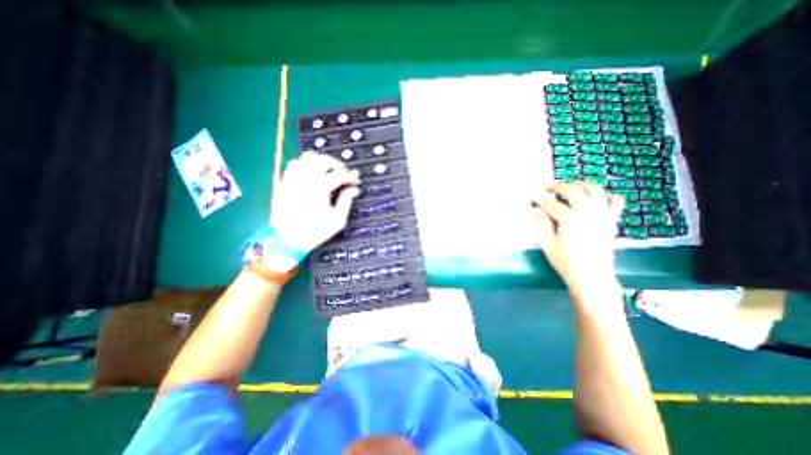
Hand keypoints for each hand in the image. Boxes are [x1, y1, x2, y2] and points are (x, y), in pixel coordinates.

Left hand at [270, 152, 358, 251]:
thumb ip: (346, 201)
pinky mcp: (286, 182)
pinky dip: (305, 165)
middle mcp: (306, 178)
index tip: (355, 183)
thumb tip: (353, 189)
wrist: (287, 240)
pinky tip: (312, 175)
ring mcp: (294, 178)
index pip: (339, 175)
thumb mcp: (337, 220)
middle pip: (323, 160)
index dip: (350, 178)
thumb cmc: (315, 231)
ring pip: (307, 157)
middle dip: (336, 165)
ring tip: (328, 172)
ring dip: (321, 162)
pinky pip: (294, 164)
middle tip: (343, 174)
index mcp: (321, 188)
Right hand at [537, 181, 622, 297]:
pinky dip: (605, 195)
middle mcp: (588, 214)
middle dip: (558, 186)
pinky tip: (594, 199)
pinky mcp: (611, 221)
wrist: (592, 277)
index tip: (534, 196)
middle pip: (574, 191)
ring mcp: (602, 216)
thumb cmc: (566, 262)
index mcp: (570, 221)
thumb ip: (542, 226)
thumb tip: (537, 212)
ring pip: (595, 190)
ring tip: (570, 187)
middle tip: (548, 187)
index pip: (553, 204)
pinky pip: (615, 201)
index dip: (541, 198)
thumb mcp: (548, 245)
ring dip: (580, 185)